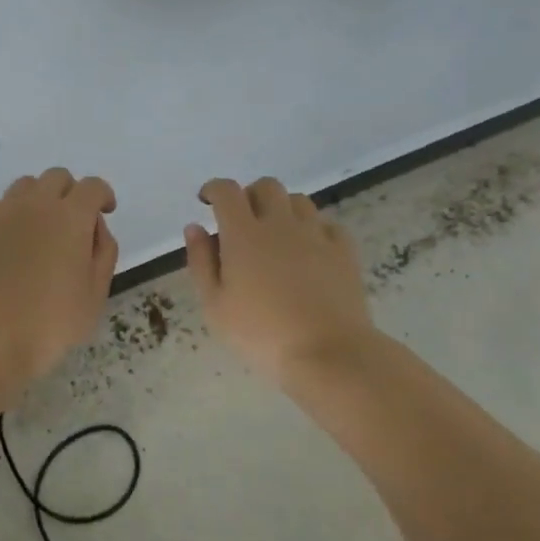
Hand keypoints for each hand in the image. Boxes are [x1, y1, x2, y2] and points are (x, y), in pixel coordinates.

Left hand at [0, 167, 119, 382]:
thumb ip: (103, 252)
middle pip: (57, 177)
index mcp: (71, 217)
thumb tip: (95, 227)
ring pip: (25, 186)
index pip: (92, 187)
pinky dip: (9, 216)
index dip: (102, 195)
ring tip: (38, 230)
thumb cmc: (50, 323)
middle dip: (70, 193)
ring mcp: (1, 211)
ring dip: (38, 199)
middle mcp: (36, 203)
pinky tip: (8, 244)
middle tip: (72, 223)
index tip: (104, 211)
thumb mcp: (95, 295)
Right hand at [184, 176, 376, 380]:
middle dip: (250, 196)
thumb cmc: (261, 334)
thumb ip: (201, 262)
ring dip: (282, 209)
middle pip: (266, 186)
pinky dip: (314, 229)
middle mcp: (280, 224)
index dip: (214, 189)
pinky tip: (309, 251)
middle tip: (242, 222)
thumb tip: (195, 227)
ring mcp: (316, 235)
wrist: (328, 353)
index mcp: (243, 233)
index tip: (206, 201)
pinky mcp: (344, 251)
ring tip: (276, 236)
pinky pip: (327, 225)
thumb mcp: (214, 306)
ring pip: (299, 201)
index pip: (227, 191)